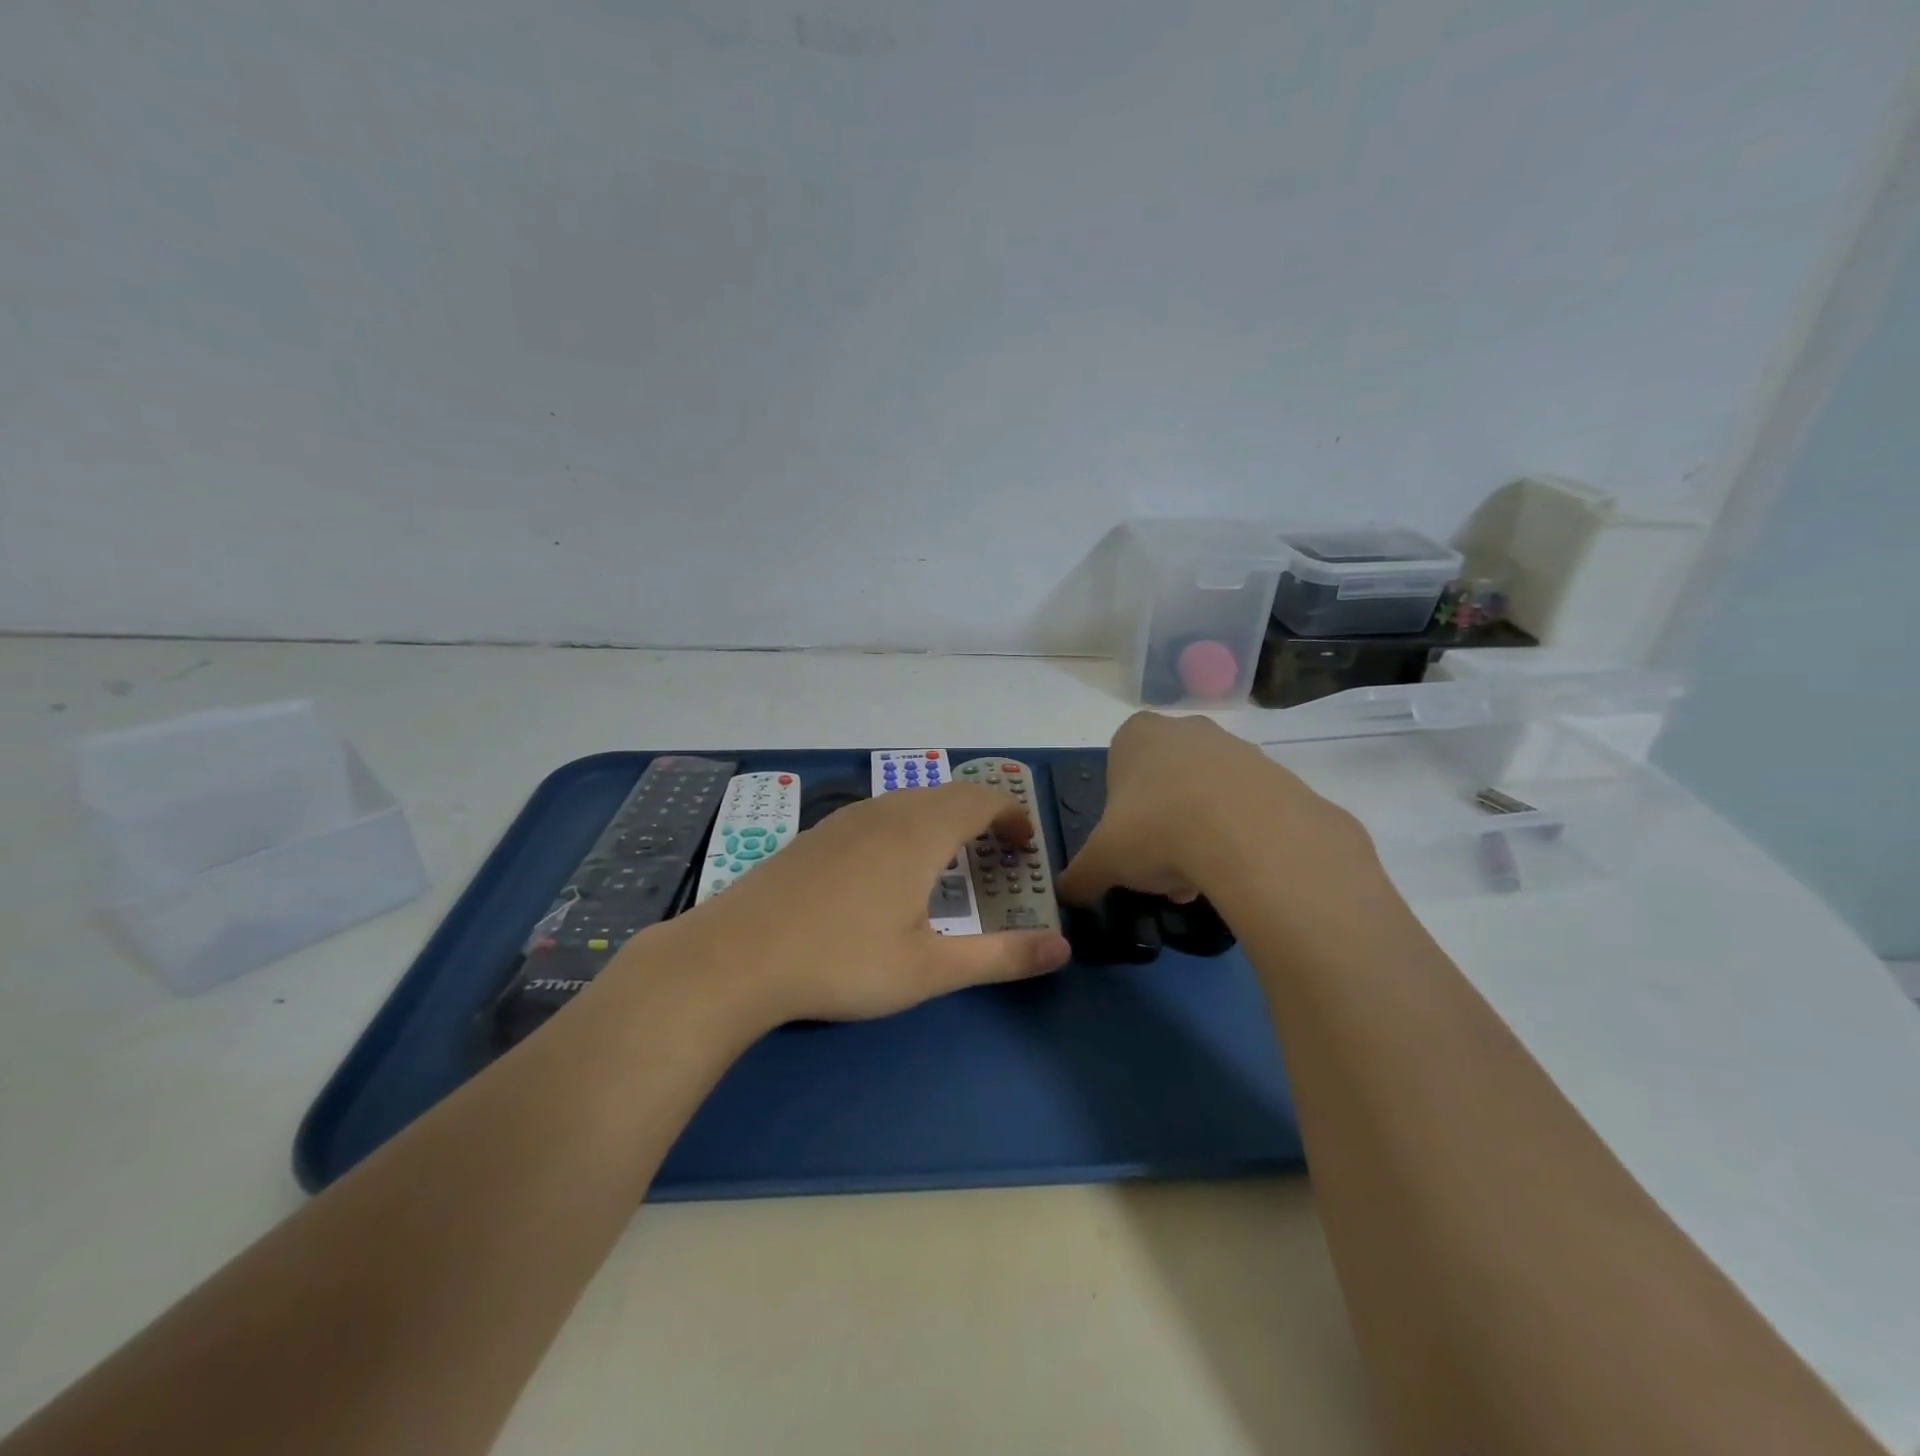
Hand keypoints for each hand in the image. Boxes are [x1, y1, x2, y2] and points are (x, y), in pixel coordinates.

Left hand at [652, 784, 1071, 1026]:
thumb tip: (1063, 950)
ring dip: (943, 820)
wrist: (734, 956)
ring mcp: (844, 819)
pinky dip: (907, 826)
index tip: (1025, 847)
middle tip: (997, 856)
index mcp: (919, 833)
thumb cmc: (840, 961)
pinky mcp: (816, 835)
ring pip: (910, 801)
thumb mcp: (929, 969)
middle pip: (948, 793)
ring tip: (951, 862)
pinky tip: (889, 871)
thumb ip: (1000, 957)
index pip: (982, 798)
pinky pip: (878, 813)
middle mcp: (885, 812)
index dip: (1012, 815)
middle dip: (983, 816)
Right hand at [1054, 712, 1372, 907]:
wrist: (1249, 833)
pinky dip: (1236, 835)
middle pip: (1163, 783)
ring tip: (1201, 879)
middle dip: (1160, 827)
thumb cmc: (1156, 830)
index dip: (1120, 815)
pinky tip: (1235, 869)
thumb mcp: (1103, 860)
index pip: (1118, 769)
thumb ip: (1080, 876)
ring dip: (1197, 834)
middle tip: (1163, 870)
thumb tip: (1065, 894)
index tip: (1129, 848)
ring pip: (1204, 795)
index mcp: (1136, 735)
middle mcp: (1184, 729)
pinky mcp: (1275, 772)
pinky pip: (1245, 807)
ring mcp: (1233, 746)